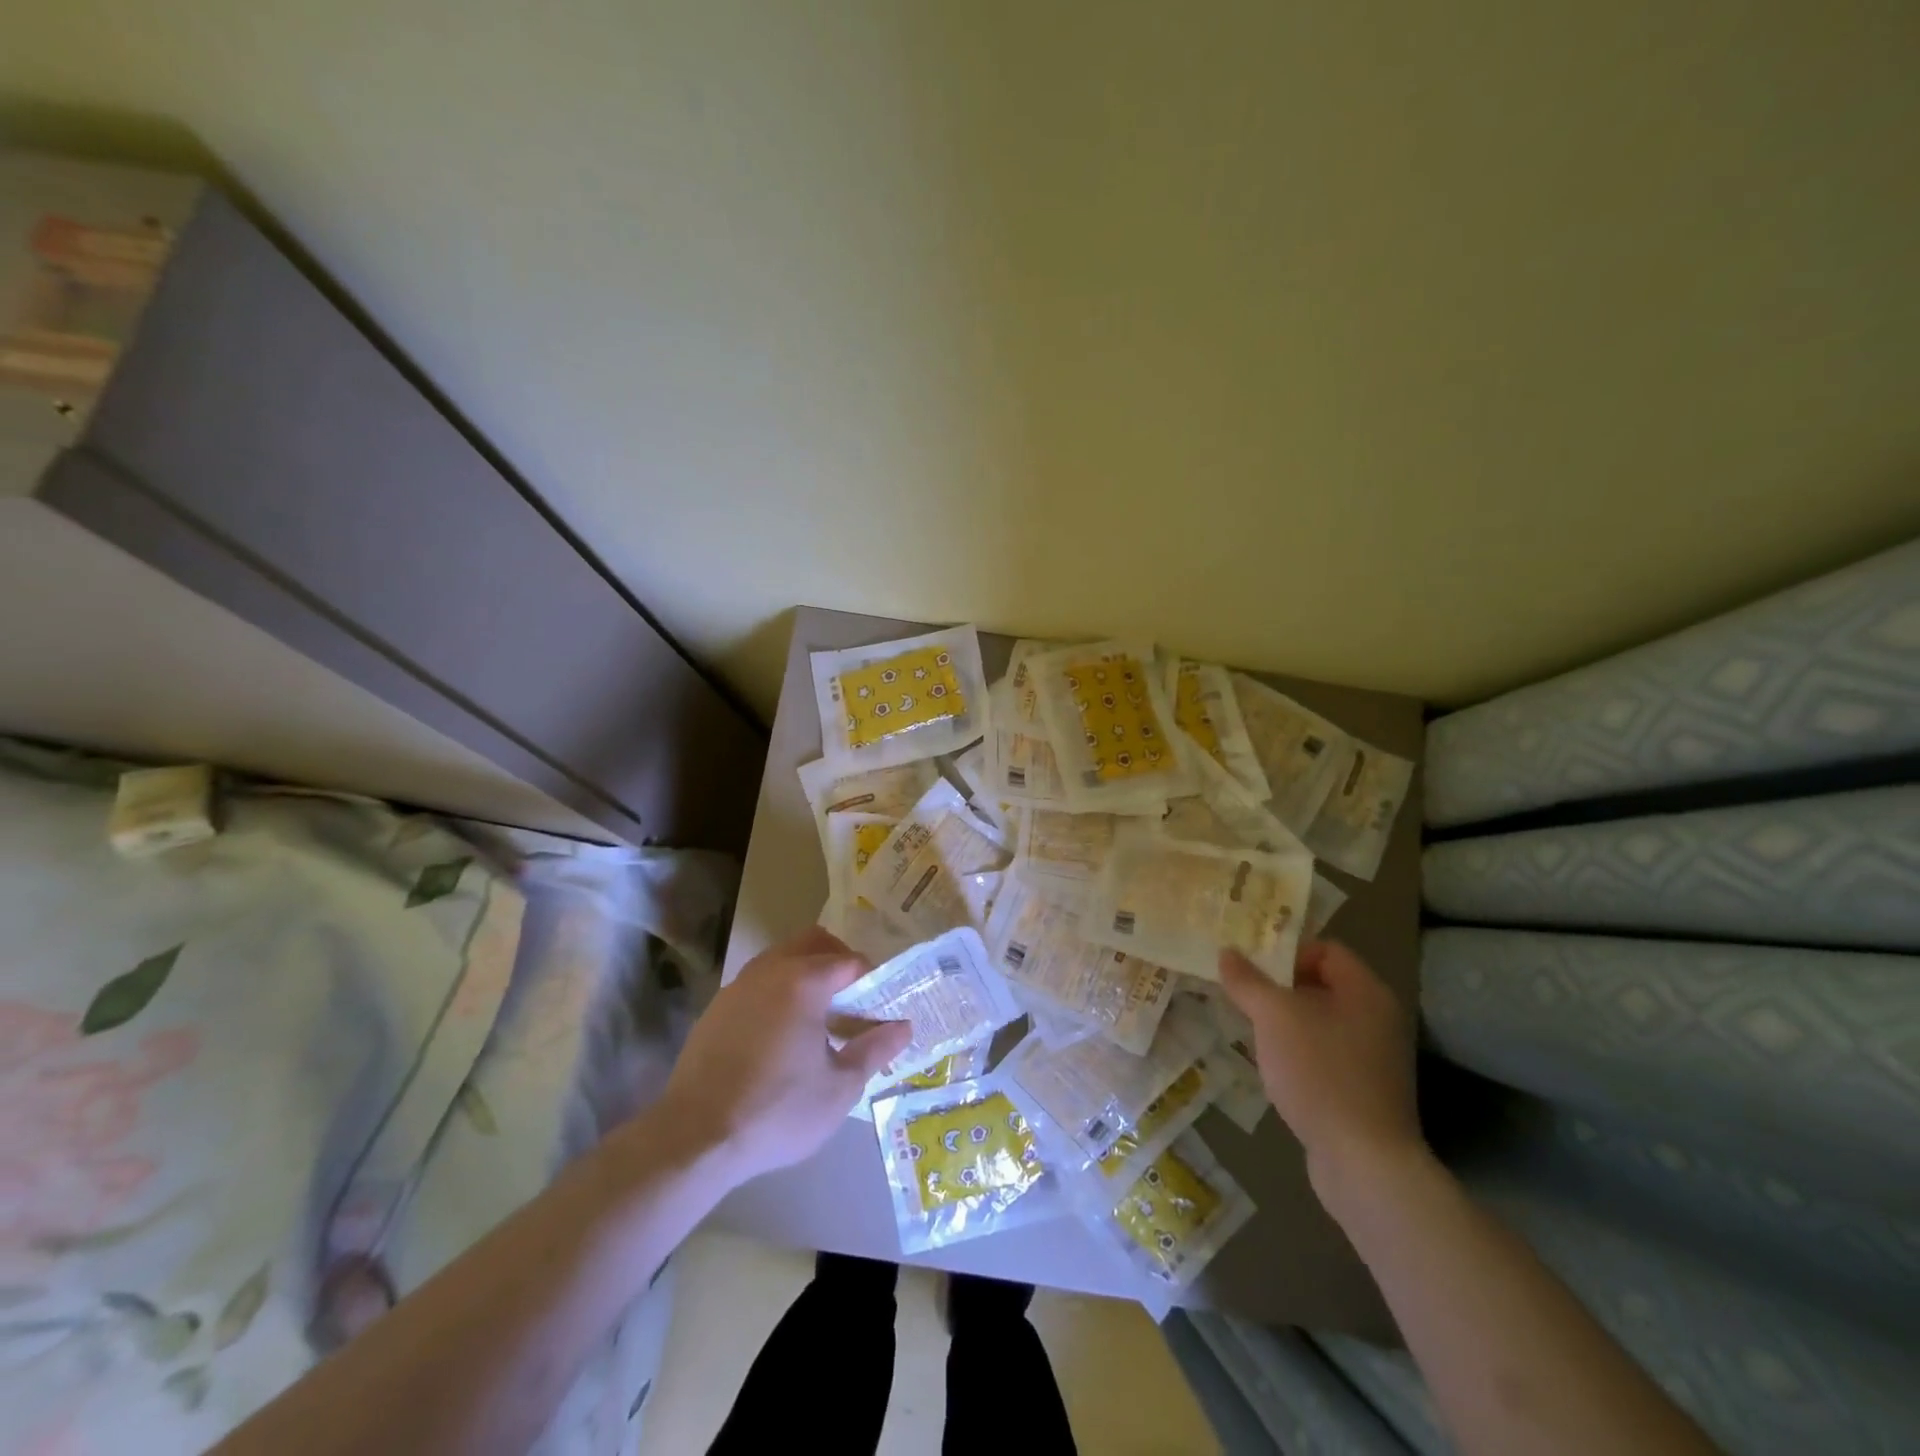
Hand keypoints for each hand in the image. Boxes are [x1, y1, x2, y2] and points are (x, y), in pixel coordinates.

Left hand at [657, 925, 912, 1183]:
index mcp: (804, 981)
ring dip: (806, 973)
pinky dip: (778, 991)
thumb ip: (875, 1049)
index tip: (879, 1009)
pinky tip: (781, 1035)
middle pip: (814, 942)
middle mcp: (770, 970)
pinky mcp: (717, 1007)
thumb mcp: (840, 1088)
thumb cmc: (777, 1111)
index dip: (873, 980)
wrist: (694, 1138)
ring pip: (782, 957)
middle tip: (853, 1002)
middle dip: (839, 961)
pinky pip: (758, 982)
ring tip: (819, 1018)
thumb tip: (903, 1026)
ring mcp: (738, 985)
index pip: (850, 961)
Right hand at [1219, 940, 1425, 1211]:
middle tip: (1242, 995)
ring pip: (1319, 1022)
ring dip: (1283, 1023)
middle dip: (1278, 989)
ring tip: (1250, 1031)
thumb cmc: (1320, 1073)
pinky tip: (1272, 1068)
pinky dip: (1297, 1054)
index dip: (1288, 953)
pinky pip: (1323, 1055)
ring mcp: (1373, 1058)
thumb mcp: (1274, 1017)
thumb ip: (1248, 982)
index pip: (1326, 950)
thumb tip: (1227, 953)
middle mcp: (1376, 1019)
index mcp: (1366, 992)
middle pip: (1321, 985)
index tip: (1252, 970)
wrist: (1363, 1162)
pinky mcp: (1362, 1091)